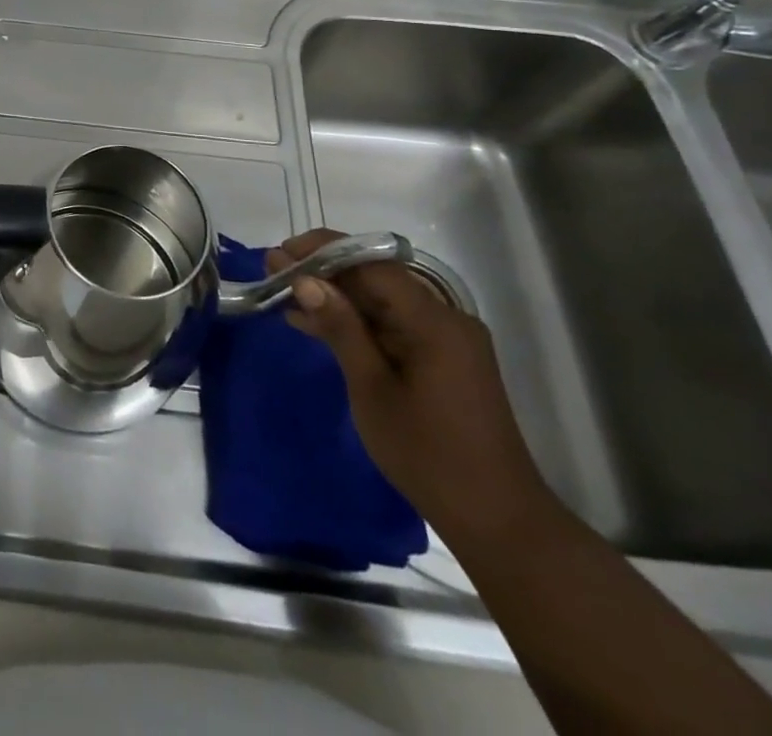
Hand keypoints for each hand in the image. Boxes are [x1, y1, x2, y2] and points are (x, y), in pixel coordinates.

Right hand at [270, 230, 560, 547]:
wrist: (497, 520)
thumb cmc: (428, 454)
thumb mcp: (372, 388)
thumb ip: (340, 327)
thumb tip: (305, 280)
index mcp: (434, 320)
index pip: (372, 264)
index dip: (323, 251)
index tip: (280, 253)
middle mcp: (445, 318)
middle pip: (376, 278)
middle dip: (324, 272)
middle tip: (274, 272)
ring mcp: (447, 339)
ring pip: (381, 301)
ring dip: (336, 298)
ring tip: (285, 296)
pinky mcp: (443, 359)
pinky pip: (392, 324)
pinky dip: (356, 323)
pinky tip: (316, 325)